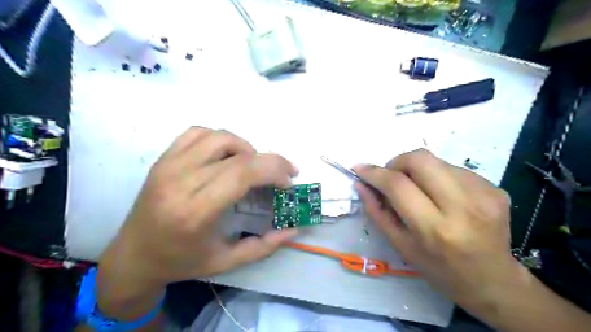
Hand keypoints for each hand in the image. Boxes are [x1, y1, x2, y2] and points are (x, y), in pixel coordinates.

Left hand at [100, 128, 300, 287]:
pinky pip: (197, 132)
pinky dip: (220, 139)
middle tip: (282, 174)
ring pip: (219, 137)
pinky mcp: (163, 159)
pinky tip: (226, 155)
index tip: (288, 181)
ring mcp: (169, 165)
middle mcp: (181, 181)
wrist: (133, 256)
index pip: (243, 173)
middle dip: (270, 161)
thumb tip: (293, 229)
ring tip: (252, 166)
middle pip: (238, 154)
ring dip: (245, 148)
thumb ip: (264, 246)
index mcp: (196, 211)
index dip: (274, 170)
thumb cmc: (181, 262)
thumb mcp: (227, 262)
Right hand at [355, 149, 518, 308]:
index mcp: (435, 229)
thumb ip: (377, 212)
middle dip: (397, 162)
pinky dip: (439, 177)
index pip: (398, 185)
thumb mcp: (401, 246)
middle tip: (392, 177)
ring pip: (437, 161)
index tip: (360, 168)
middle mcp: (463, 207)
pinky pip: (454, 169)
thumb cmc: (439, 269)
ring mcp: (484, 194)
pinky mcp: (495, 188)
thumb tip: (361, 184)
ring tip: (420, 191)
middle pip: (420, 160)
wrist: (493, 281)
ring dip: (418, 170)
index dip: (375, 172)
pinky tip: (442, 196)